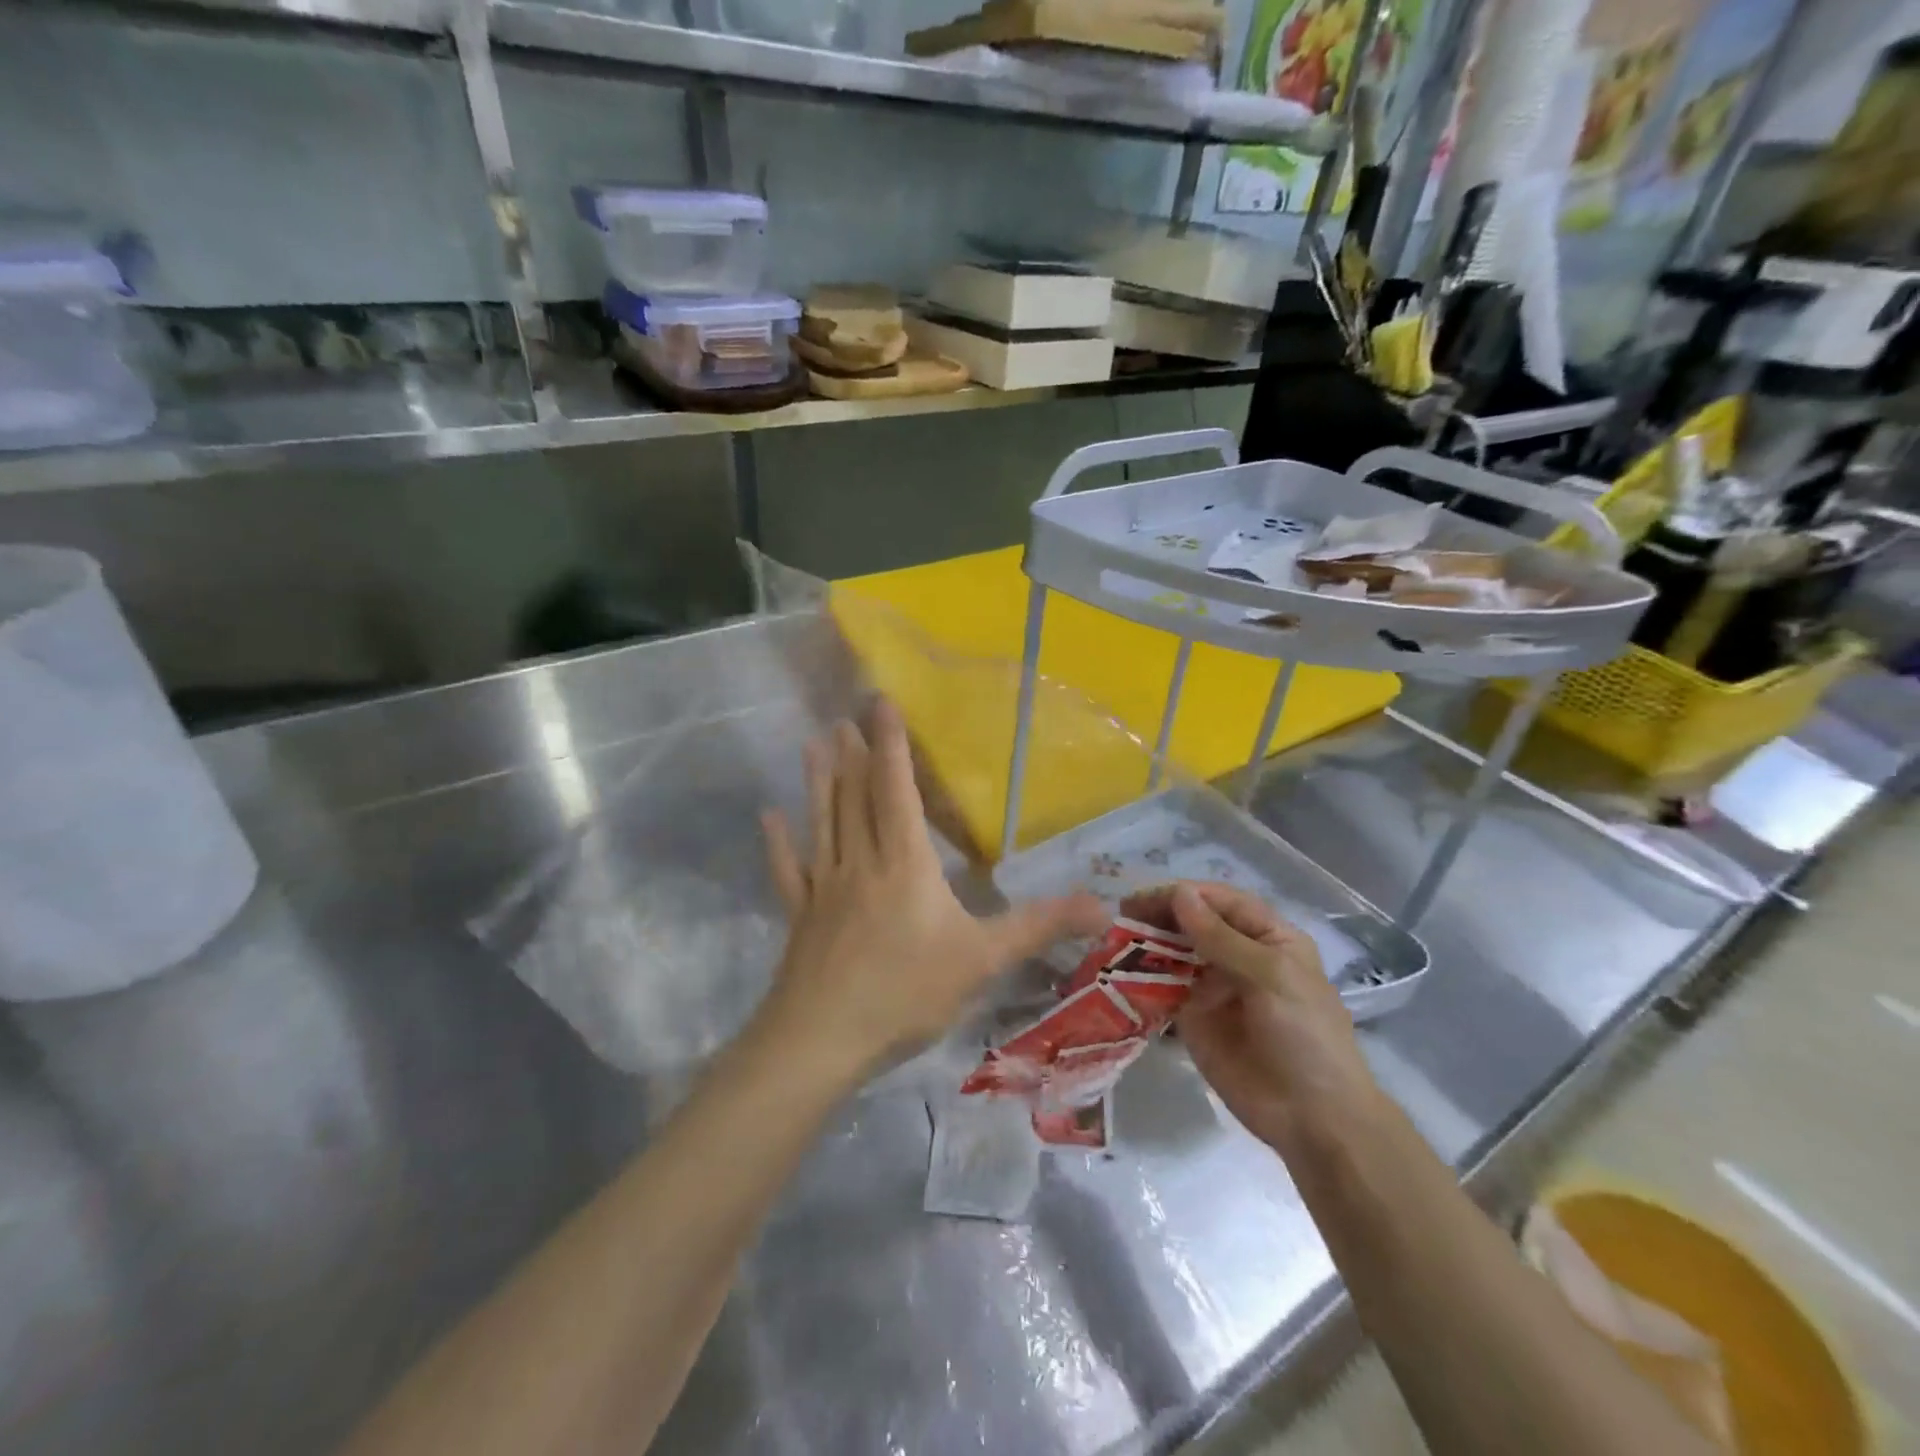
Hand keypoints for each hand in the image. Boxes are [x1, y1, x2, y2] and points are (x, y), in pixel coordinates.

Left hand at [757, 700, 1103, 1082]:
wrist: (823, 1039)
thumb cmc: (906, 992)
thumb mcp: (983, 959)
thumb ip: (1038, 926)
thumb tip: (1102, 906)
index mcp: (904, 861)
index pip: (897, 789)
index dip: (891, 744)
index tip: (880, 703)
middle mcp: (861, 861)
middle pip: (855, 796)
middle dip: (854, 754)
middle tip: (844, 716)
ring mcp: (825, 887)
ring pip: (823, 821)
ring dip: (819, 781)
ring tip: (814, 742)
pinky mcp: (801, 915)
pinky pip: (790, 870)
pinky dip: (779, 843)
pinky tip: (769, 818)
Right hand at [1123, 882, 1383, 1157]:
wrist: (1312, 1119)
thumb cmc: (1304, 1036)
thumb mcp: (1270, 977)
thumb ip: (1220, 936)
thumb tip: (1179, 893)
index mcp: (1268, 938)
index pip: (1221, 901)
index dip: (1184, 894)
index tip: (1145, 898)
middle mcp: (1238, 955)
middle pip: (1193, 922)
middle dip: (1160, 916)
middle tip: (1121, 916)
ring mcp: (1213, 987)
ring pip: (1174, 953)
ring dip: (1146, 944)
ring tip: (1113, 941)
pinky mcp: (1193, 1018)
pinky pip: (1163, 990)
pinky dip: (1142, 979)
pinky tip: (1118, 973)